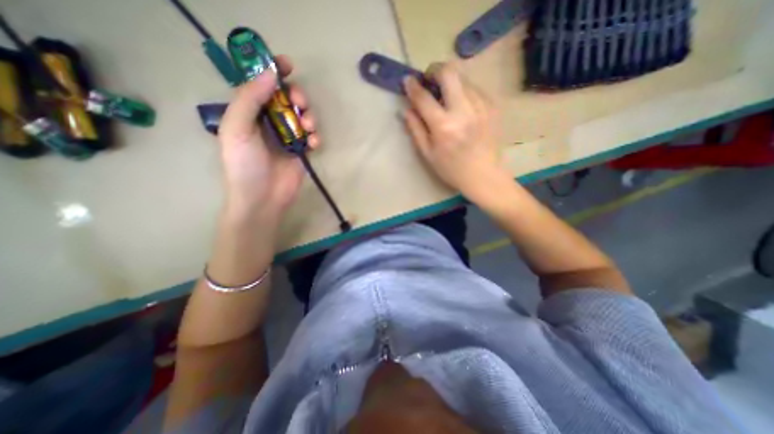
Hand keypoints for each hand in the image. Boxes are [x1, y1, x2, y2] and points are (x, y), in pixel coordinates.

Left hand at [217, 54, 316, 219]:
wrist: (262, 199)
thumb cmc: (244, 165)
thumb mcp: (237, 129)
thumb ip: (249, 99)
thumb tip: (270, 74)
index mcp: (249, 114)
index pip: (261, 86)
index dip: (273, 72)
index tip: (288, 65)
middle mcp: (269, 122)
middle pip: (287, 99)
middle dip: (297, 97)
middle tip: (300, 103)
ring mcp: (287, 138)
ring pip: (303, 116)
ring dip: (309, 117)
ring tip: (309, 128)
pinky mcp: (301, 152)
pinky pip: (312, 137)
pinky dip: (315, 137)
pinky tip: (313, 143)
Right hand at [403, 63, 506, 201]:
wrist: (484, 175)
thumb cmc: (452, 169)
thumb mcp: (428, 154)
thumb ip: (416, 129)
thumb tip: (407, 109)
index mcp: (444, 126)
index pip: (424, 97)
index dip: (412, 86)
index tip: (408, 80)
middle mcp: (463, 110)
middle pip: (448, 72)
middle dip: (434, 70)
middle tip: (429, 81)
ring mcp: (481, 105)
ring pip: (463, 78)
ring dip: (449, 83)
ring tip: (446, 99)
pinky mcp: (493, 105)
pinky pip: (474, 88)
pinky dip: (463, 92)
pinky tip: (462, 108)